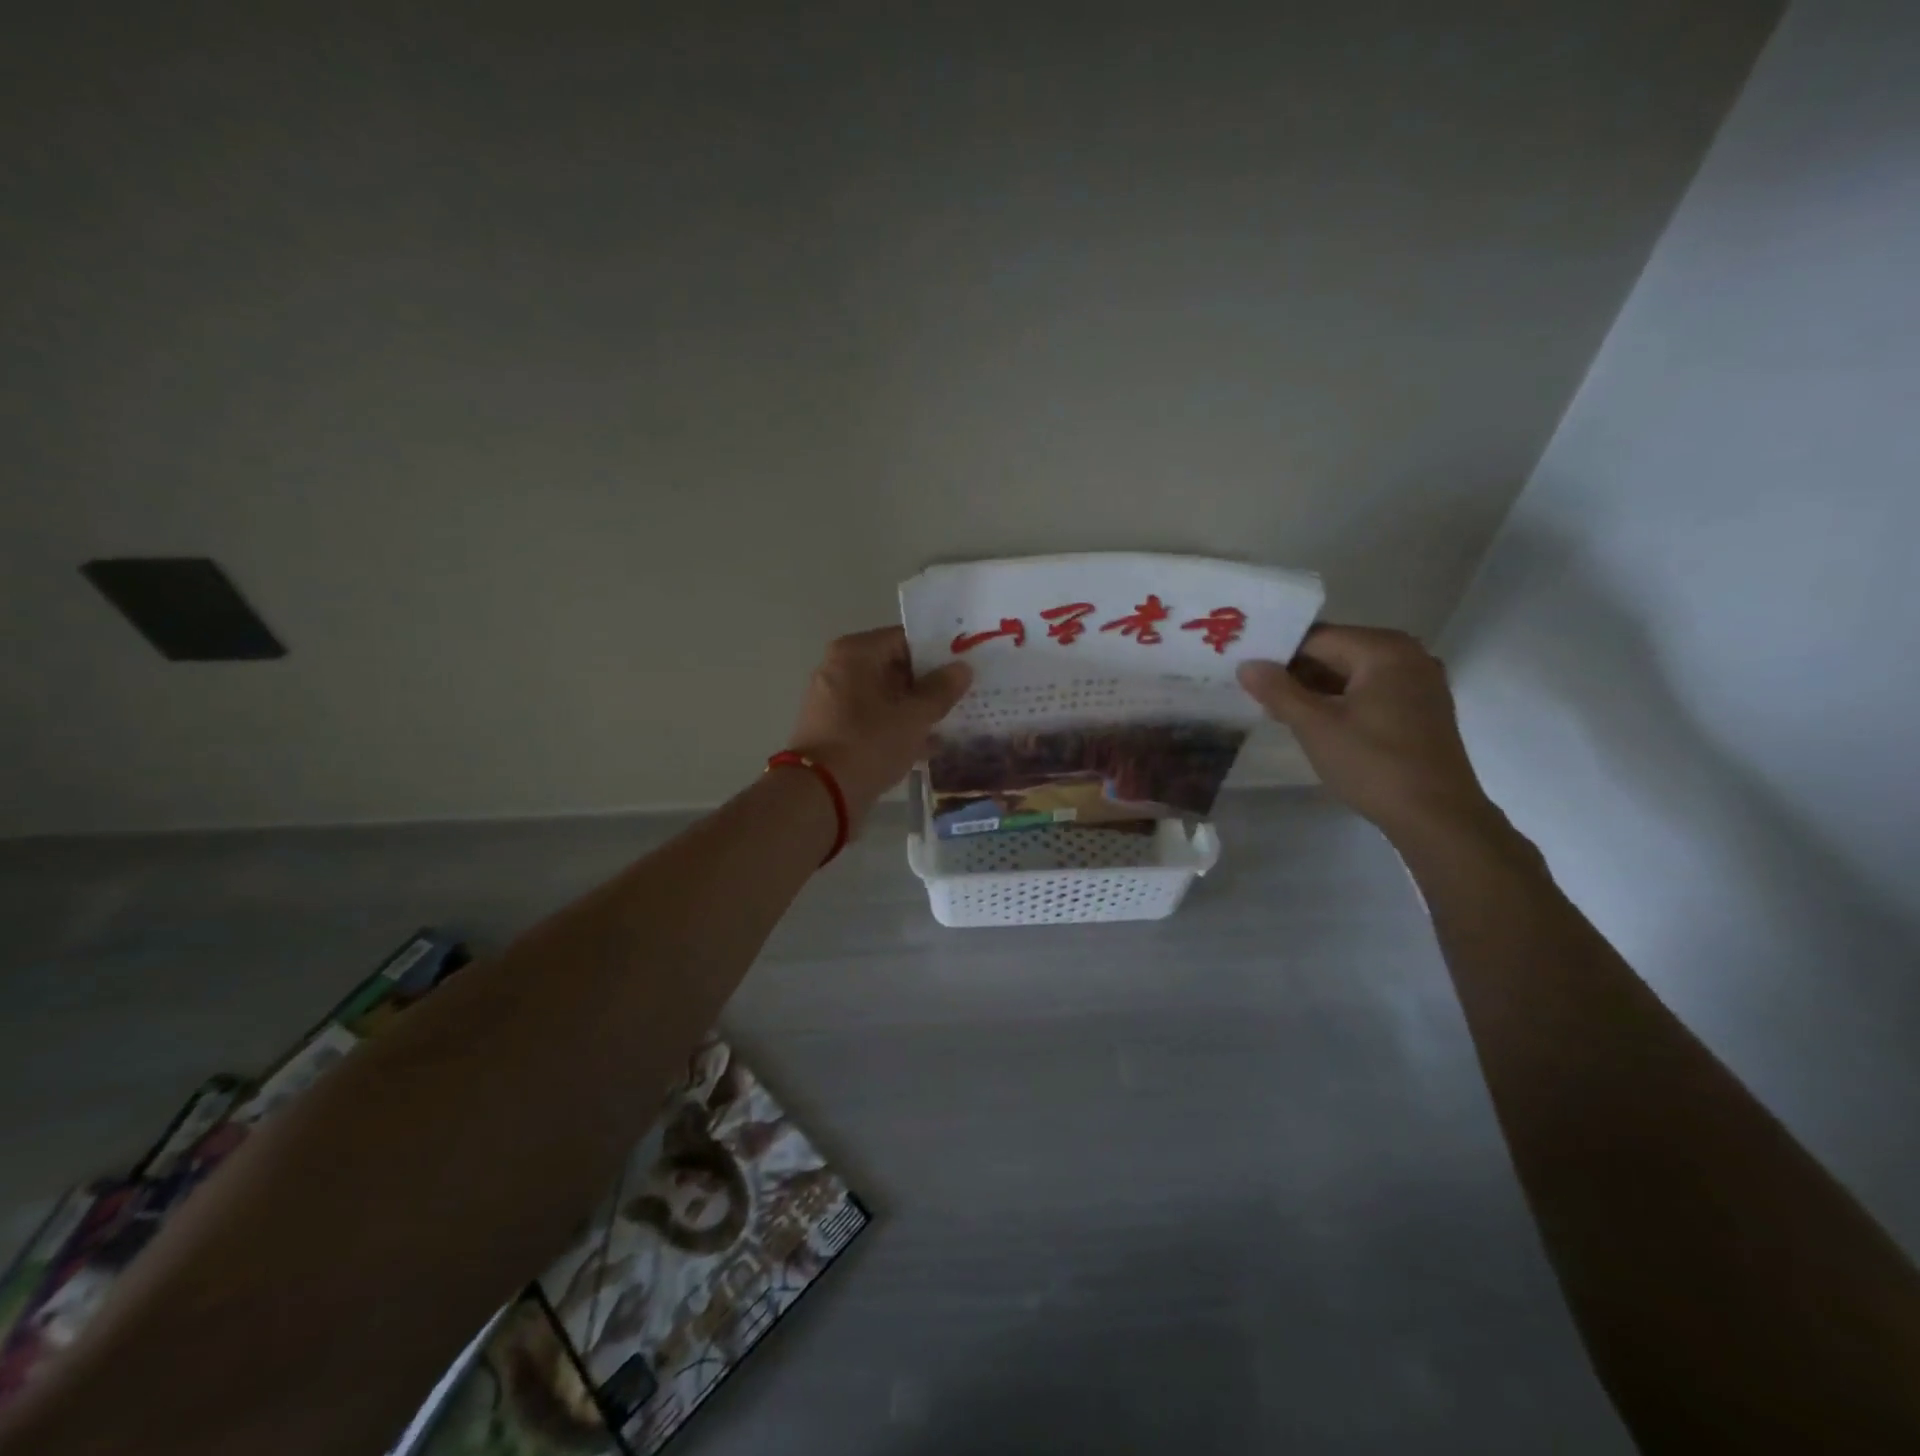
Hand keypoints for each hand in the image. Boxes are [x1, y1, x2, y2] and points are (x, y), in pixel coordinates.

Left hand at [786, 627, 971, 828]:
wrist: (821, 794)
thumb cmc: (869, 743)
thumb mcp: (914, 716)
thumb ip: (941, 690)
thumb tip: (962, 668)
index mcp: (855, 653)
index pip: (904, 639)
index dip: (937, 652)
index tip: (966, 665)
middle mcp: (839, 669)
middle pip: (894, 667)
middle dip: (929, 683)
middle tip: (966, 693)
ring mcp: (834, 701)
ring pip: (886, 697)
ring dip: (916, 709)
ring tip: (954, 719)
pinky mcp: (835, 730)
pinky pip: (874, 720)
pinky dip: (898, 728)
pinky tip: (930, 746)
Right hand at [1237, 624, 1497, 843]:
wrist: (1437, 817)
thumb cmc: (1373, 764)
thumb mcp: (1315, 726)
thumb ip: (1278, 691)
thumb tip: (1247, 665)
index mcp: (1384, 649)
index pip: (1316, 638)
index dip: (1277, 653)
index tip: (1246, 673)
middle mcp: (1408, 655)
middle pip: (1336, 652)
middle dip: (1296, 672)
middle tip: (1255, 693)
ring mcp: (1420, 682)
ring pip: (1353, 674)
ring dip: (1316, 689)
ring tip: (1278, 710)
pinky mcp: (1422, 709)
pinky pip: (1371, 691)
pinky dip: (1342, 701)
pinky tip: (1315, 723)